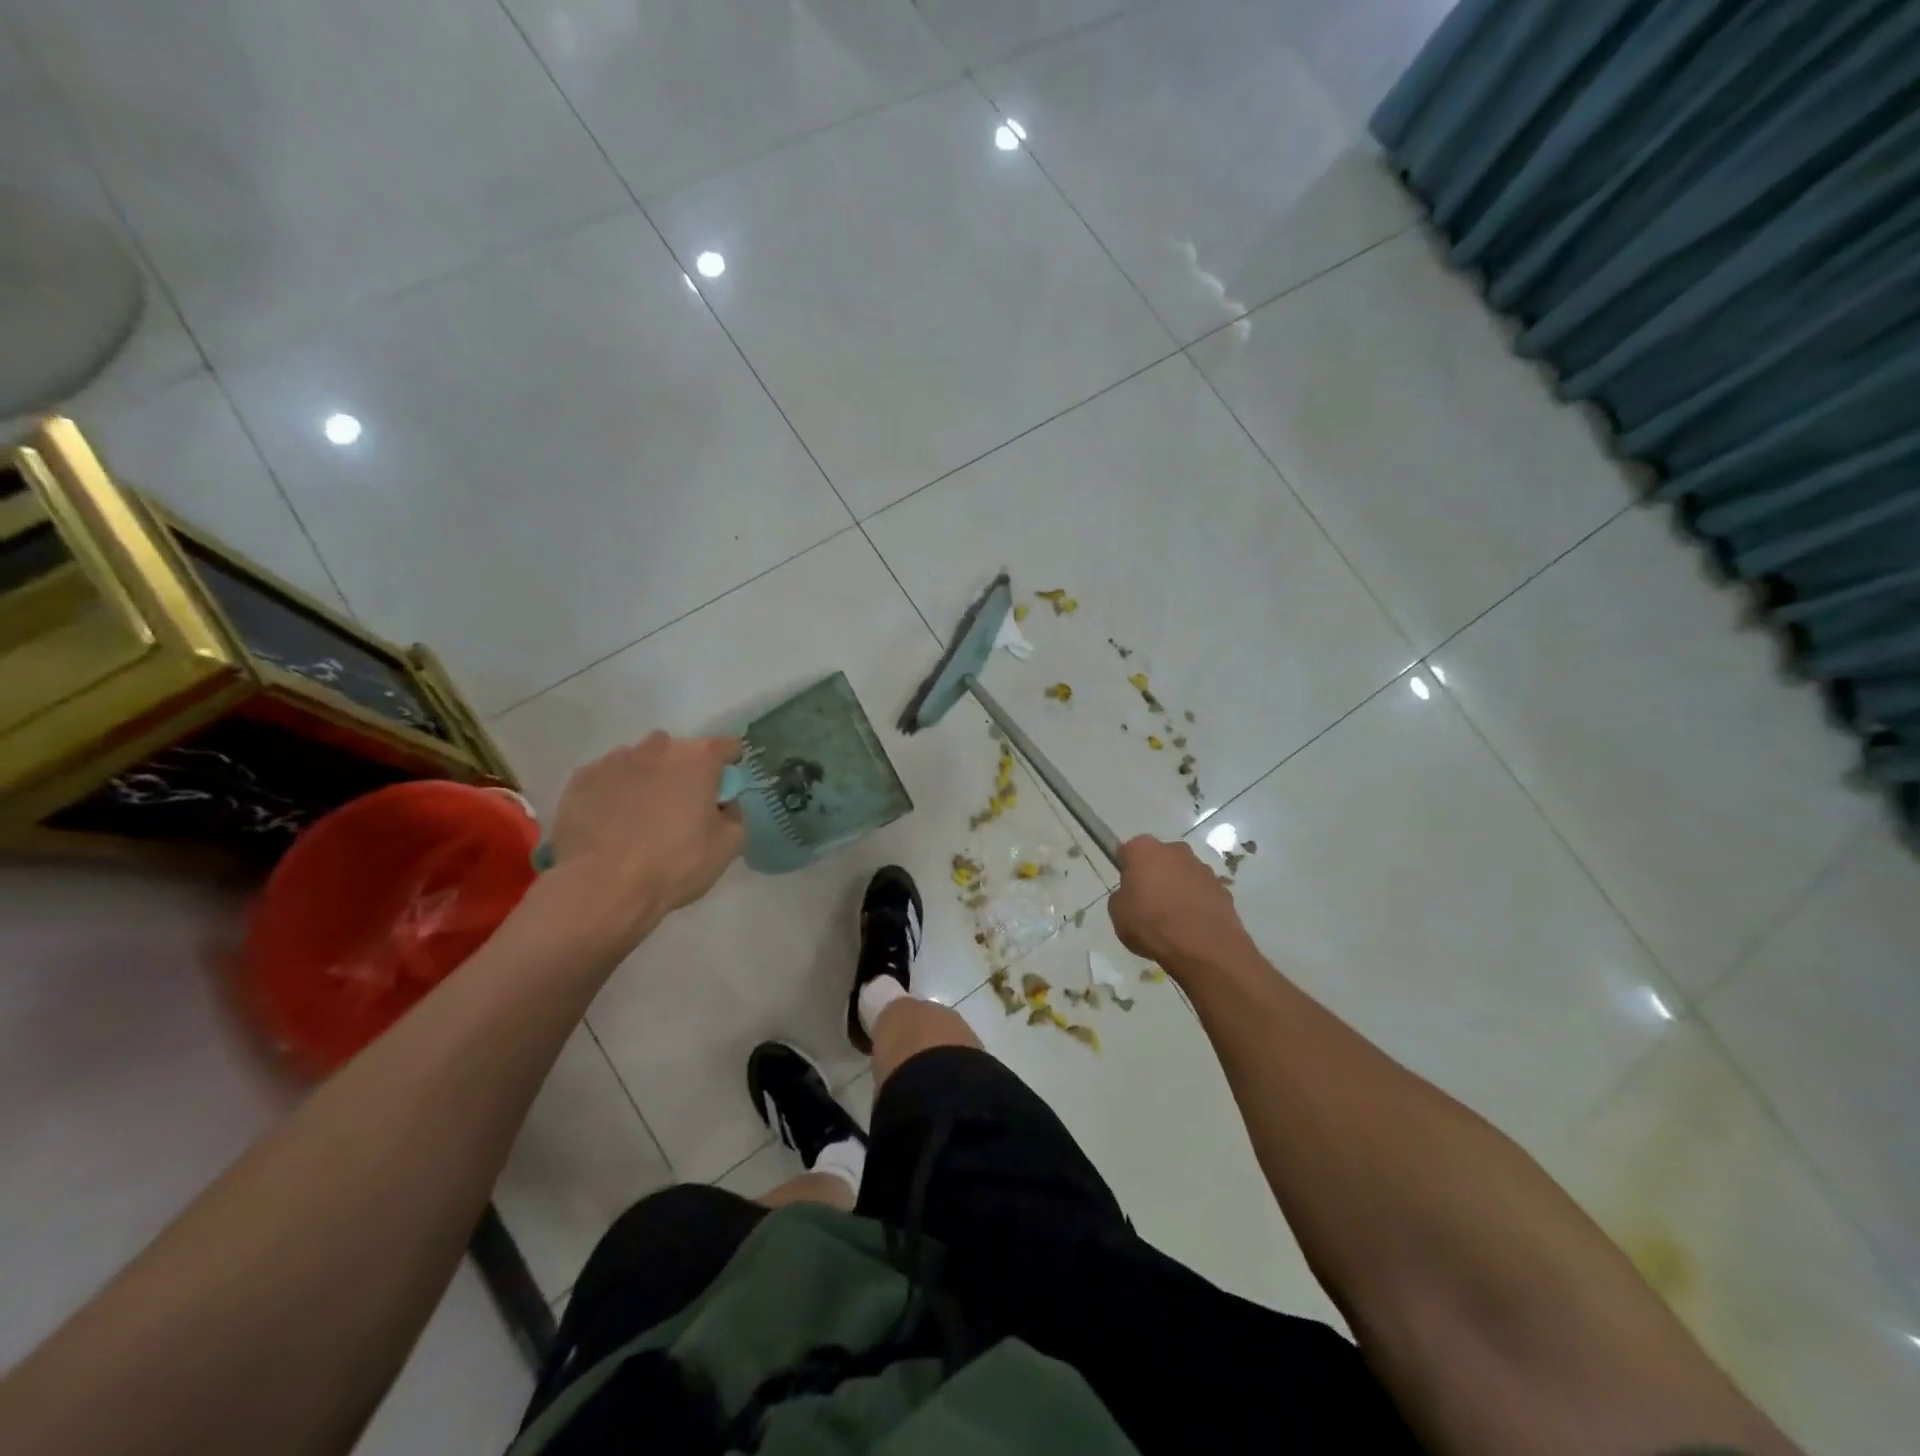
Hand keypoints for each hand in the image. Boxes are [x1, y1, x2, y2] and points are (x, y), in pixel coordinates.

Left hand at [544, 733, 744, 949]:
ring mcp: (615, 761)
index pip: (726, 746)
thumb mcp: (727, 846)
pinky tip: (611, 820)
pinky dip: (614, 790)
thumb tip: (724, 804)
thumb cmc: (674, 864)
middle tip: (682, 805)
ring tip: (641, 814)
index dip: (729, 765)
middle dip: (685, 770)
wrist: (602, 887)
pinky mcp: (581, 780)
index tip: (725, 787)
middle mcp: (657, 749)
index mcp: (698, 760)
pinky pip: (607, 777)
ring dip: (647, 777)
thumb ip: (734, 814)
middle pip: (679, 750)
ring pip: (640, 759)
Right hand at [1108, 835, 1251, 971]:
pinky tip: (1192, 926)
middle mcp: (1175, 850)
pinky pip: (1202, 892)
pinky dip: (1196, 903)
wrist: (1202, 947)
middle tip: (1148, 902)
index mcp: (1143, 849)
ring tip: (1173, 919)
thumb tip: (1133, 895)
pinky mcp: (1223, 888)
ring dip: (1177, 888)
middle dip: (1154, 874)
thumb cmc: (1151, 924)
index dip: (1126, 869)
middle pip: (1159, 858)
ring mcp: (1202, 868)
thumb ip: (1122, 896)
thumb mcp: (1118, 913)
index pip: (1129, 851)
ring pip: (1183, 874)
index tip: (1127, 888)